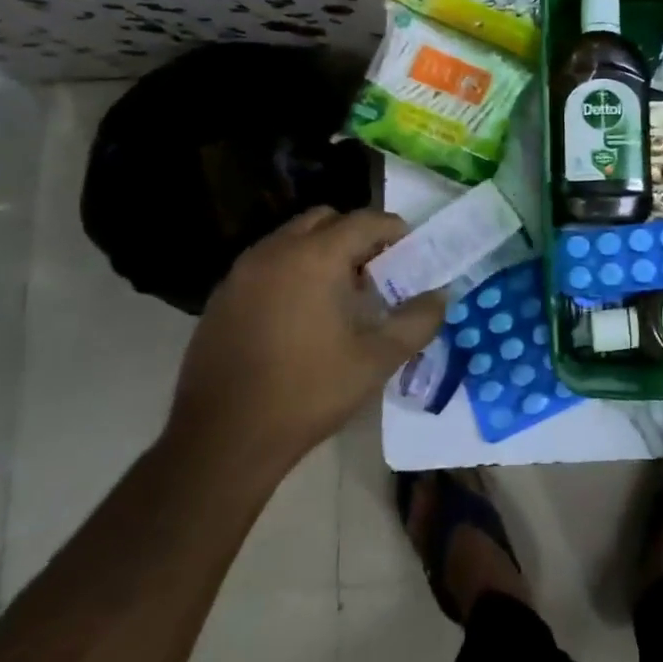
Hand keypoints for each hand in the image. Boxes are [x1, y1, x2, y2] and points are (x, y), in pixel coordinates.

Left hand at [166, 206, 446, 480]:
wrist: (223, 441)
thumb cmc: (308, 393)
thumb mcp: (377, 360)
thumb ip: (418, 321)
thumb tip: (441, 296)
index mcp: (314, 258)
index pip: (364, 220)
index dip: (394, 231)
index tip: (412, 253)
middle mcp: (274, 252)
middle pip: (325, 220)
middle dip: (356, 236)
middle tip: (377, 271)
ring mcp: (241, 273)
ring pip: (292, 239)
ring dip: (322, 251)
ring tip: (341, 293)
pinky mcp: (221, 298)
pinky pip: (267, 264)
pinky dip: (292, 271)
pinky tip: (302, 314)